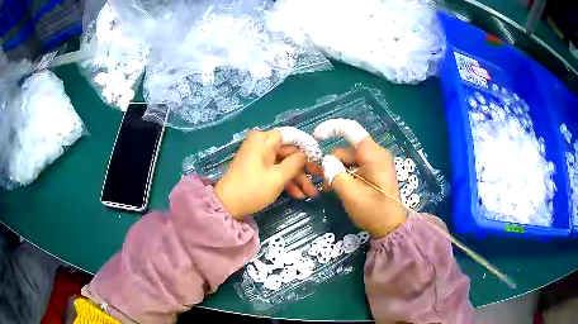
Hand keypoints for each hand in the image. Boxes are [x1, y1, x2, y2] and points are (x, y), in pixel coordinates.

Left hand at [215, 130, 317, 219]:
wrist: (228, 206)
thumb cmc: (253, 188)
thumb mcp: (278, 176)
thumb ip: (295, 163)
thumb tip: (305, 155)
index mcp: (263, 140)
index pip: (291, 136)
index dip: (306, 146)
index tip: (319, 158)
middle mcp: (261, 145)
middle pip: (288, 152)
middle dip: (303, 169)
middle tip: (319, 179)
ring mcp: (259, 158)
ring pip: (284, 164)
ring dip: (297, 179)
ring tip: (311, 194)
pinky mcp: (258, 169)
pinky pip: (275, 171)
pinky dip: (286, 181)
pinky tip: (298, 195)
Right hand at [314, 119, 406, 237]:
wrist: (391, 226)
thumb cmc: (373, 210)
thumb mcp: (350, 193)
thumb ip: (334, 173)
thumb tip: (327, 161)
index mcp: (372, 154)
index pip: (351, 129)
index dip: (331, 128)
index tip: (316, 137)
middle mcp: (375, 154)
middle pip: (347, 149)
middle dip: (332, 163)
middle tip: (325, 185)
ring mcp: (376, 163)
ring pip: (349, 159)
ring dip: (337, 171)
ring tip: (331, 190)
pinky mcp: (375, 171)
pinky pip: (355, 166)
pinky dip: (345, 175)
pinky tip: (340, 188)